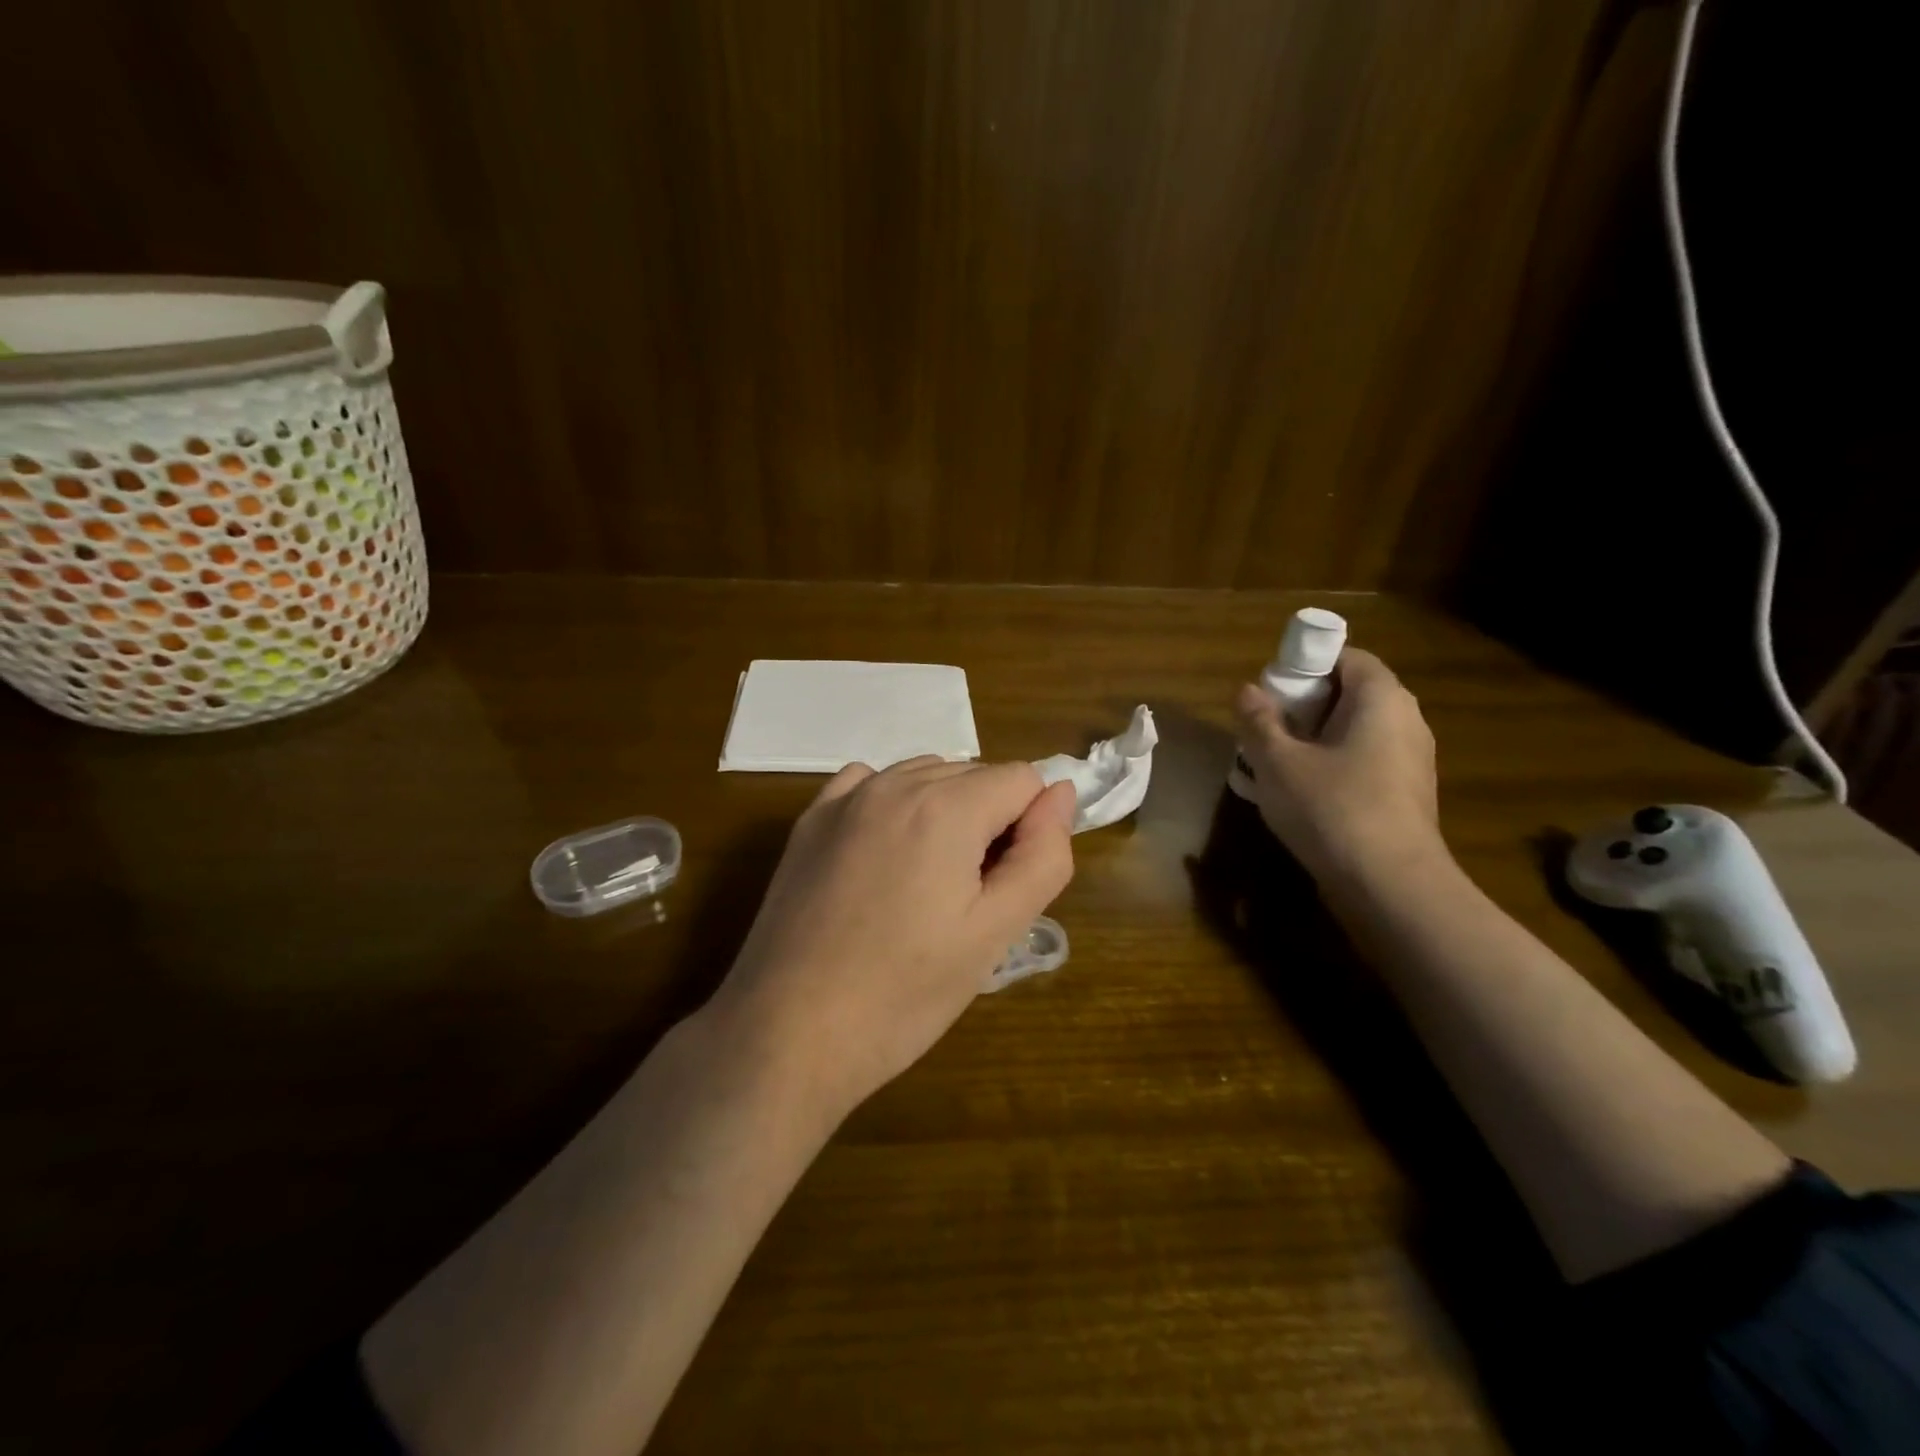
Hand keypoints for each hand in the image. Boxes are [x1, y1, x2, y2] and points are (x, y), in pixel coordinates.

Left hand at [712, 758, 1076, 1116]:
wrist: (788, 1033)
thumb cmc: (904, 993)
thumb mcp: (994, 933)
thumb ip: (1043, 856)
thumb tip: (1060, 794)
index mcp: (946, 807)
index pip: (1022, 779)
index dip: (1030, 828)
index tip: (1007, 885)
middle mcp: (895, 782)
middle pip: (974, 775)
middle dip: (989, 820)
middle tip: (968, 898)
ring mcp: (845, 798)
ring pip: (924, 776)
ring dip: (944, 812)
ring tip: (925, 885)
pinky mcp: (810, 820)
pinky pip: (870, 784)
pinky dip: (893, 805)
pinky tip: (882, 856)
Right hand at [1234, 648, 1444, 884]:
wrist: (1390, 886)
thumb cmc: (1331, 808)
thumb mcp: (1278, 762)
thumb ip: (1259, 721)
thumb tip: (1247, 691)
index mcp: (1381, 699)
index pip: (1347, 658)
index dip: (1306, 666)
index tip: (1272, 691)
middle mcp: (1406, 721)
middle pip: (1350, 695)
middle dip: (1304, 707)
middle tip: (1265, 728)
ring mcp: (1412, 761)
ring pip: (1354, 734)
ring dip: (1314, 741)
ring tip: (1274, 764)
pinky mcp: (1407, 796)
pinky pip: (1363, 764)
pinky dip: (1332, 767)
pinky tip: (1301, 796)